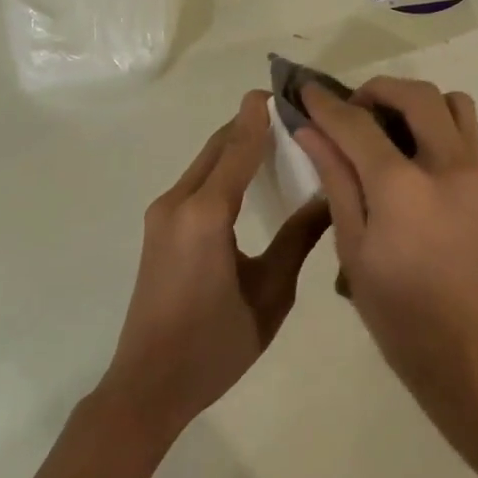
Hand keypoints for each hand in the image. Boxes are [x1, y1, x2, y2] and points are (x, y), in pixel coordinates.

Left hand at [101, 90, 330, 437]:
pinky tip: (245, 176)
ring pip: (204, 162)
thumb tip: (330, 198)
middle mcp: (178, 202)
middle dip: (248, 125)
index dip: (259, 117)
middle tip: (287, 113)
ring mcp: (162, 215)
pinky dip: (222, 166)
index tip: (279, 90)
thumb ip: (299, 239)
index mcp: (206, 213)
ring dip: (234, 145)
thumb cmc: (215, 345)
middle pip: (217, 147)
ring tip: (273, 139)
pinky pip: (195, 182)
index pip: (238, 148)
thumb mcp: (271, 293)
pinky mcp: (158, 229)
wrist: (147, 387)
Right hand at [295, 78, 477, 428]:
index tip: (304, 92)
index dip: (326, 104)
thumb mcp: (355, 252)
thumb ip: (336, 182)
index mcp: (403, 187)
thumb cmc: (403, 318)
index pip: (358, 124)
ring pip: (451, 102)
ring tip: (385, 129)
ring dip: (415, 101)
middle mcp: (446, 165)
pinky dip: (436, 122)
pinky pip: (464, 129)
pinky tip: (410, 157)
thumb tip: (311, 132)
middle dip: (376, 90)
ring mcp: (474, 172)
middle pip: (414, 95)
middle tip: (348, 112)